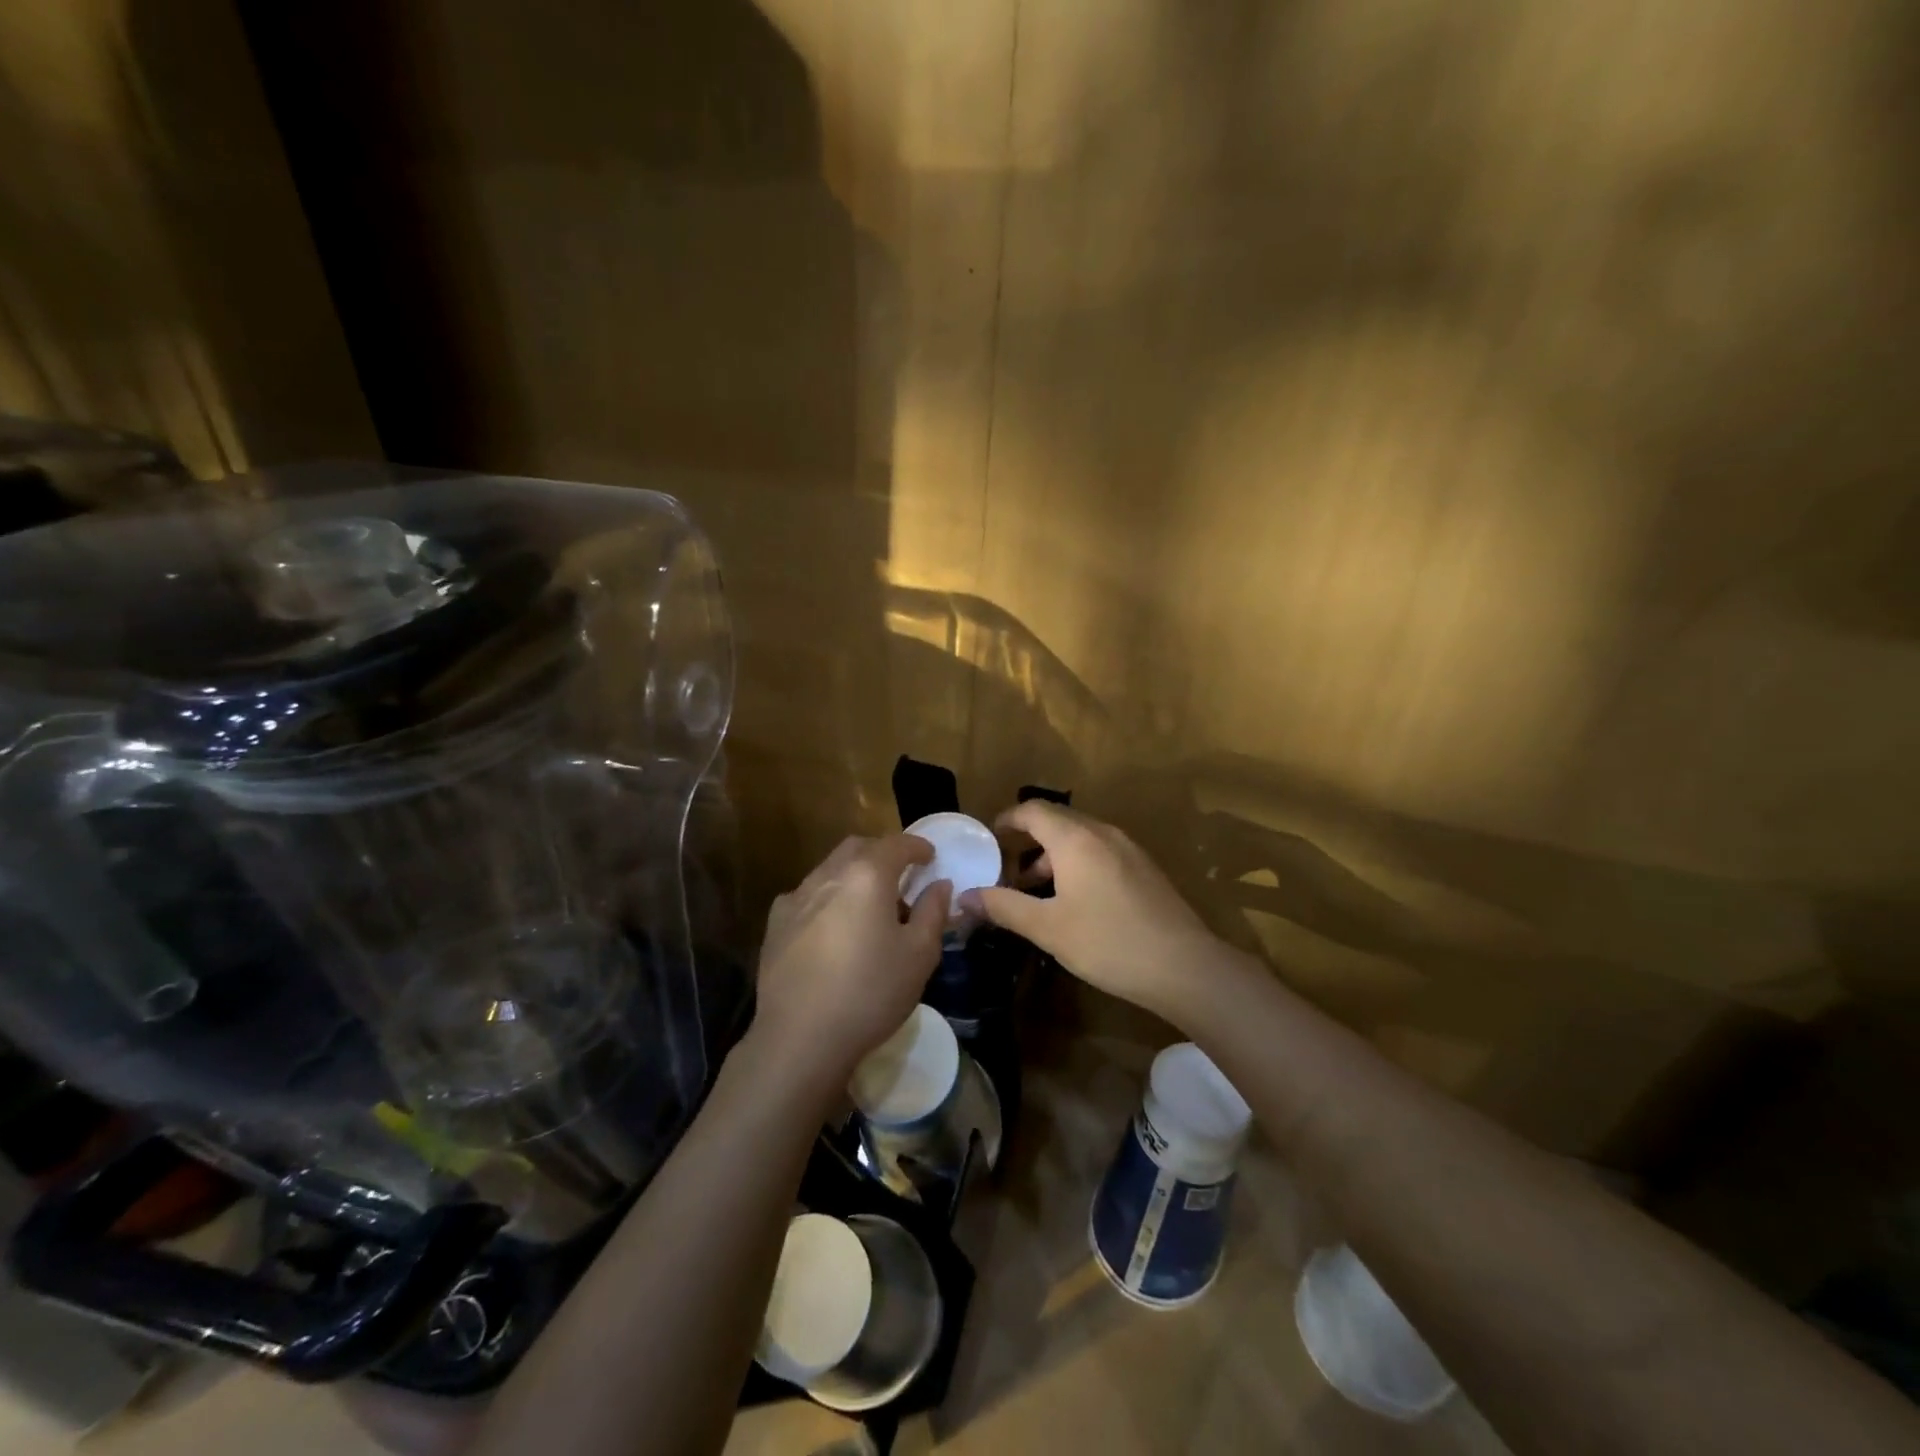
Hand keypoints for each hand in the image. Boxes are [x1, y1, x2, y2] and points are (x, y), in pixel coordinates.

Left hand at [750, 834, 950, 1094]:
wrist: (800, 1038)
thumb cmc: (870, 993)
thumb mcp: (920, 955)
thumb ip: (933, 912)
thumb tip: (939, 884)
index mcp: (867, 876)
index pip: (897, 844)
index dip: (917, 846)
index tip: (930, 856)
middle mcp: (828, 875)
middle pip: (858, 848)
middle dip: (883, 854)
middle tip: (901, 877)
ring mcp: (796, 898)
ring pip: (830, 869)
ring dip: (854, 875)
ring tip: (869, 906)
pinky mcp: (775, 924)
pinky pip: (807, 896)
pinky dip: (828, 898)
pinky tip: (833, 928)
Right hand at [963, 802, 1218, 1020]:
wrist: (1183, 965)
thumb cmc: (1107, 942)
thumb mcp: (1047, 928)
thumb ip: (1004, 907)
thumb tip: (965, 897)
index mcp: (1075, 839)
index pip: (1033, 810)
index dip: (1007, 820)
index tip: (988, 839)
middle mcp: (1102, 833)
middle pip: (1056, 821)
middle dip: (1028, 840)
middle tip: (1006, 870)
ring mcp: (1128, 848)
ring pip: (1080, 838)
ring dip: (1053, 856)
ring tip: (1036, 891)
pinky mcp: (1144, 868)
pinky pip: (1100, 851)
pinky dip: (1077, 864)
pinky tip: (1073, 901)